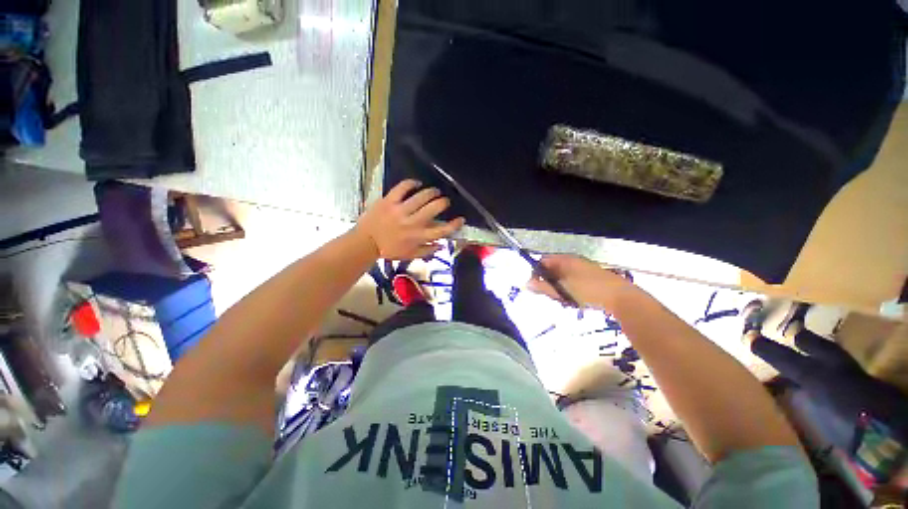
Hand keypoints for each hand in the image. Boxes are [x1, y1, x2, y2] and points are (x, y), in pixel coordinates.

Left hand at [355, 179, 464, 259]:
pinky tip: (417, 183)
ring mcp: (400, 210)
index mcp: (418, 237)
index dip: (454, 224)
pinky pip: (403, 188)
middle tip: (445, 201)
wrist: (365, 243)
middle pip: (435, 208)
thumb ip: (427, 250)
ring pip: (422, 196)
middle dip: (444, 203)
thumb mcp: (410, 255)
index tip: (461, 219)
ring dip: (432, 192)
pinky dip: (412, 183)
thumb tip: (442, 244)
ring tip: (435, 192)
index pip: (442, 230)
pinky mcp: (389, 201)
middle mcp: (412, 223)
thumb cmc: (389, 250)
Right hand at [527, 254, 639, 310]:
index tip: (535, 286)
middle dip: (548, 284)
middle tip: (551, 296)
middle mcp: (573, 262)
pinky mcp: (590, 279)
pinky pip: (572, 283)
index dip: (536, 272)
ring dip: (558, 290)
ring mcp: (583, 270)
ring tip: (564, 301)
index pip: (543, 261)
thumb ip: (543, 286)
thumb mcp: (562, 290)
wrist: (621, 298)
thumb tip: (526, 283)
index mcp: (565, 260)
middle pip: (552, 270)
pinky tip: (574, 302)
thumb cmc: (588, 291)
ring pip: (562, 279)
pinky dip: (569, 292)